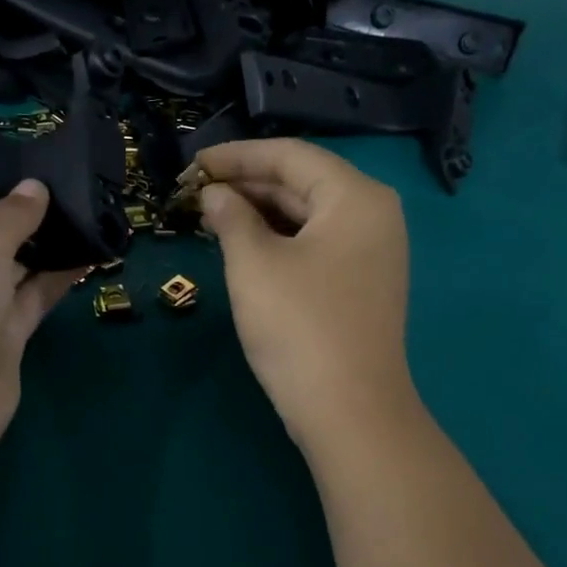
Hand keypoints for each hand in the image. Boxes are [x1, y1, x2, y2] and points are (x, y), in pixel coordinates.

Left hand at [0, 179, 84, 459]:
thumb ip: (11, 212)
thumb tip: (35, 188)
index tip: (43, 155)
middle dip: (30, 208)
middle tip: (81, 181)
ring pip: (17, 261)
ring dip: (50, 242)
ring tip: (94, 209)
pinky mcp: (3, 332)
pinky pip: (35, 293)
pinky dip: (60, 275)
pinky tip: (95, 250)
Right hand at [194, 140, 418, 451]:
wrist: (348, 410)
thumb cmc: (299, 326)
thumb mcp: (254, 264)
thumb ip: (230, 217)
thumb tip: (214, 195)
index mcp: (356, 197)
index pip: (290, 156)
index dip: (237, 156)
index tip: (193, 165)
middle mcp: (373, 215)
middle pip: (302, 183)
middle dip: (246, 184)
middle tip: (194, 192)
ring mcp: (371, 252)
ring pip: (307, 216)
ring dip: (258, 213)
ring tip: (209, 216)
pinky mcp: (360, 283)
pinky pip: (315, 244)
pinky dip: (277, 240)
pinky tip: (241, 245)